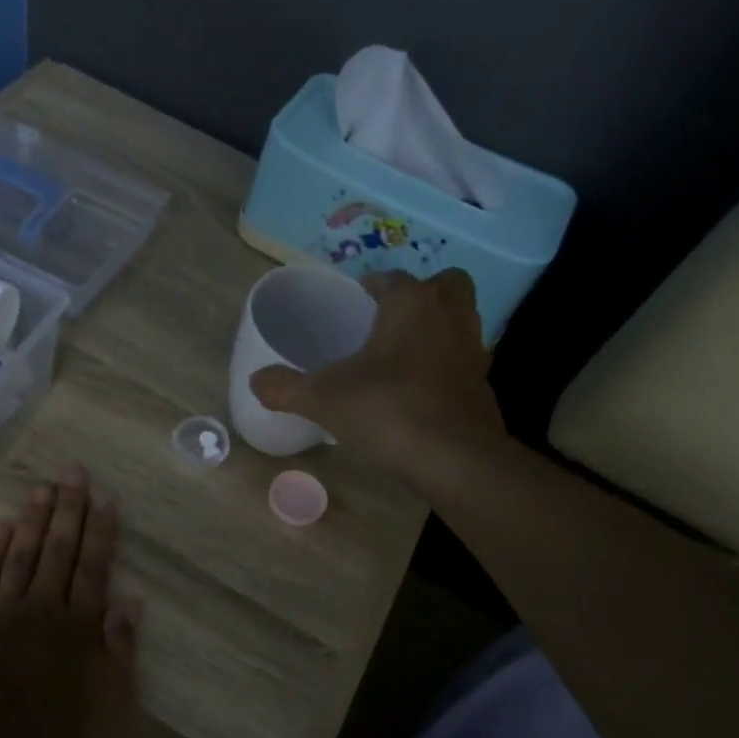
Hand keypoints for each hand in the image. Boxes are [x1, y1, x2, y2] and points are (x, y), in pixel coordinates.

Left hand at [0, 464, 141, 735]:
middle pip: (59, 549)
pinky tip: (0, 526)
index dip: (100, 531)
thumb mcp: (111, 698)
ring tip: (42, 488)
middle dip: (68, 509)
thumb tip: (130, 600)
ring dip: (34, 519)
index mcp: (80, 624)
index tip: (104, 498)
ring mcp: (3, 609)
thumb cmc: (61, 732)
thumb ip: (121, 647)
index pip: (94, 566)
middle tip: (73, 472)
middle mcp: (44, 606)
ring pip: (22, 554)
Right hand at [249, 269, 507, 480]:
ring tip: (404, 353)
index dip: (372, 285)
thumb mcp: (322, 398)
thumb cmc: (386, 409)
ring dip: (438, 327)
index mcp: (411, 304)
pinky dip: (446, 366)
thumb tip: (255, 381)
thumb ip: (285, 387)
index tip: (356, 299)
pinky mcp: (483, 386)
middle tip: (391, 318)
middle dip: (422, 293)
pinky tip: (420, 391)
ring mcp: (473, 351)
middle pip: (445, 285)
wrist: (454, 458)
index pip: (392, 278)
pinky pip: (464, 361)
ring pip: (461, 320)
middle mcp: (449, 316)